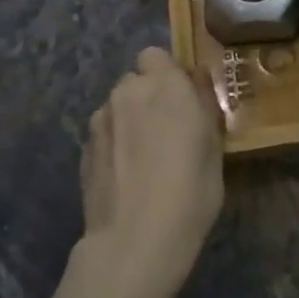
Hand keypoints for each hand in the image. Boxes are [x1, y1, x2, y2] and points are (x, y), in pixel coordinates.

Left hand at [78, 48, 224, 297]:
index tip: (181, 99)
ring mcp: (100, 120)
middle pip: (135, 81)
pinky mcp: (83, 149)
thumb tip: (196, 78)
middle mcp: (129, 92)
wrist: (134, 241)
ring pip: (117, 107)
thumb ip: (203, 104)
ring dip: (129, 120)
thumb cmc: (190, 192)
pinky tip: (126, 175)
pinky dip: (114, 144)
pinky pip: (104, 133)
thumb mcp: (214, 147)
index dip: (167, 74)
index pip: (156, 55)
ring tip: (143, 158)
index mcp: (166, 85)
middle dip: (148, 96)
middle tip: (166, 130)